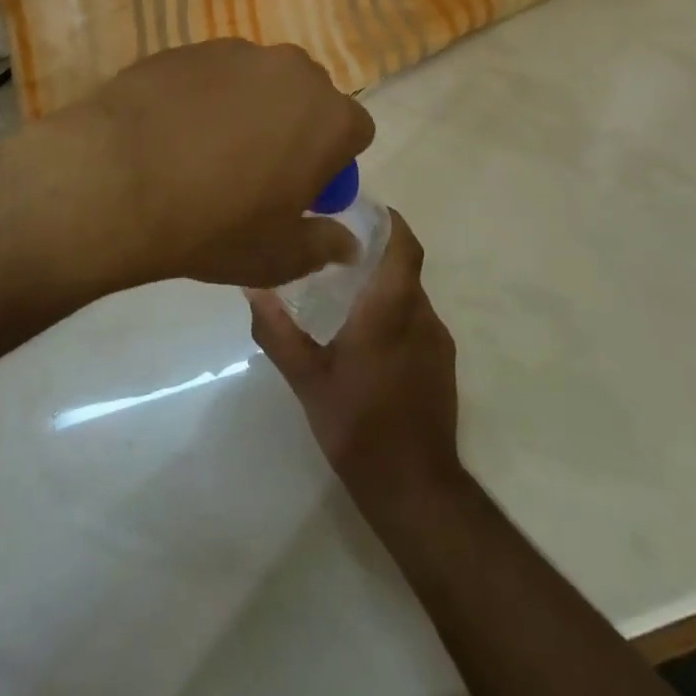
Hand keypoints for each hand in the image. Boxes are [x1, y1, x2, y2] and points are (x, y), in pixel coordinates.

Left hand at [40, 39, 373, 290]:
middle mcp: (292, 70)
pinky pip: (212, 74)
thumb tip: (348, 244)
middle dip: (295, 128)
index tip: (302, 191)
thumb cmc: (214, 225)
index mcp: (329, 117)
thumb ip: (324, 246)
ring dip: (250, 108)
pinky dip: (205, 96)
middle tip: (258, 170)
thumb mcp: (277, 256)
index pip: (355, 132)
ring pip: (259, 81)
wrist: (118, 180)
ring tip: (206, 149)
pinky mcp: (187, 47)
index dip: (332, 164)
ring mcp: (236, 52)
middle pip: (309, 98)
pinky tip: (172, 130)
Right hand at [246, 211, 461, 503]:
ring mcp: (437, 340)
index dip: (390, 221)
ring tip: (346, 292)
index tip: (362, 209)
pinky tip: (367, 335)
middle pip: (404, 266)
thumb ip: (277, 330)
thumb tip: (252, 287)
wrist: (414, 487)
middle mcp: (421, 315)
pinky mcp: (443, 363)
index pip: (403, 245)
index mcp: (390, 309)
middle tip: (336, 249)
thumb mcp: (306, 379)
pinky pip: (418, 320)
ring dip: (385, 285)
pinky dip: (395, 312)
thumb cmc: (357, 425)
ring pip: (411, 295)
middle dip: (376, 252)